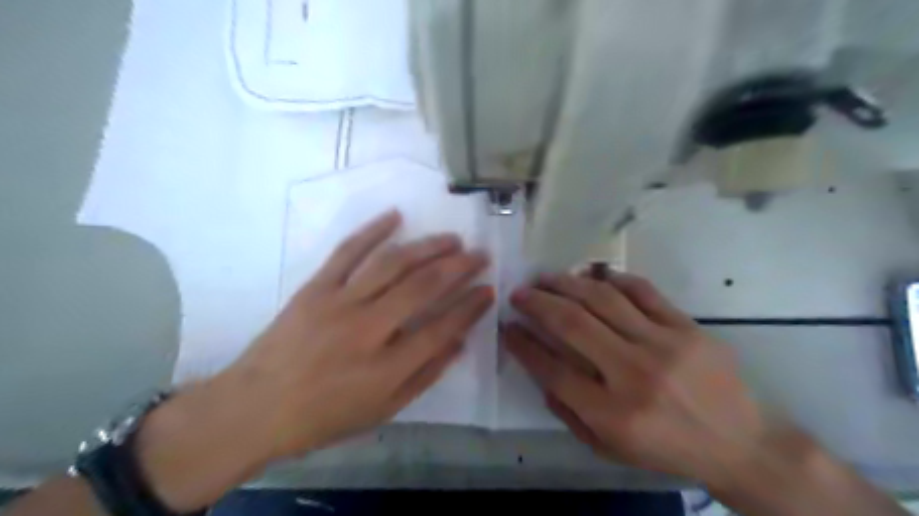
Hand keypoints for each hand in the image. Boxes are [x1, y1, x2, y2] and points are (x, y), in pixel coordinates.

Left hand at [234, 209, 494, 455]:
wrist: (254, 407)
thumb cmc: (323, 416)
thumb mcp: (382, 410)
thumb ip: (424, 375)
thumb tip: (459, 342)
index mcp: (386, 368)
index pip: (442, 328)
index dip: (470, 307)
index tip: (489, 290)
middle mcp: (368, 329)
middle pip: (423, 287)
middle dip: (459, 267)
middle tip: (480, 255)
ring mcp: (339, 303)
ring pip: (392, 264)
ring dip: (427, 247)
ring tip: (452, 239)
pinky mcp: (316, 287)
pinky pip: (347, 252)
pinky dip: (372, 230)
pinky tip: (395, 215)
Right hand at [507, 272, 765, 485]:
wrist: (741, 444)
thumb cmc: (667, 449)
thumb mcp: (609, 448)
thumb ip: (569, 412)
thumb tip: (540, 370)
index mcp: (612, 413)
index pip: (552, 369)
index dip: (523, 344)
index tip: (508, 327)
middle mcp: (633, 374)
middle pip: (572, 324)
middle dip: (537, 303)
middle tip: (519, 293)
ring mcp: (663, 344)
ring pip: (602, 299)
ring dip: (566, 283)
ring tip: (546, 277)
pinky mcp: (687, 327)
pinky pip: (642, 291)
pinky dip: (612, 279)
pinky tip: (592, 275)